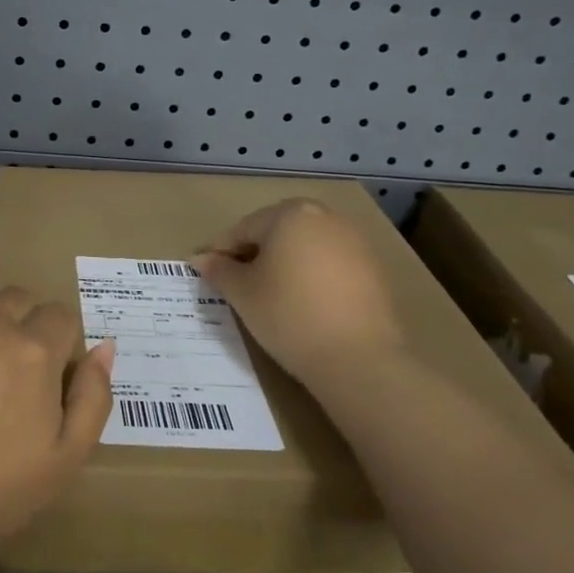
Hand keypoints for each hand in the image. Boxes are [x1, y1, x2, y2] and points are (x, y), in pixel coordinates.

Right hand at [194, 199, 403, 389]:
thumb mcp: (243, 294)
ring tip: (269, 296)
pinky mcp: (372, 267)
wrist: (358, 357)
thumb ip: (219, 270)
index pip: (242, 229)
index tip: (205, 274)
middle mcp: (324, 216)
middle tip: (236, 285)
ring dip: (283, 264)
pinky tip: (302, 304)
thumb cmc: (288, 315)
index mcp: (289, 214)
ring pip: (304, 246)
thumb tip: (201, 259)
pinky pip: (329, 263)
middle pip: (275, 231)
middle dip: (253, 254)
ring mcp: (353, 240)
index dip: (220, 253)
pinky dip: (310, 276)